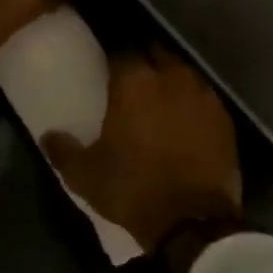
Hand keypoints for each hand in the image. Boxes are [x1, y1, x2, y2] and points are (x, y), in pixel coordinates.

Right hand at [41, 48, 241, 252]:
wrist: (193, 222)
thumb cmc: (133, 190)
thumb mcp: (84, 175)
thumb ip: (63, 150)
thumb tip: (48, 135)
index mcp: (134, 82)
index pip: (121, 50)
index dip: (113, 57)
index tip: (107, 67)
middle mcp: (171, 77)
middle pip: (156, 53)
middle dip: (144, 60)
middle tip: (133, 78)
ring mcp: (203, 95)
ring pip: (183, 72)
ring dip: (170, 78)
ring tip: (160, 96)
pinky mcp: (224, 118)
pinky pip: (204, 98)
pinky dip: (192, 102)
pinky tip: (186, 118)